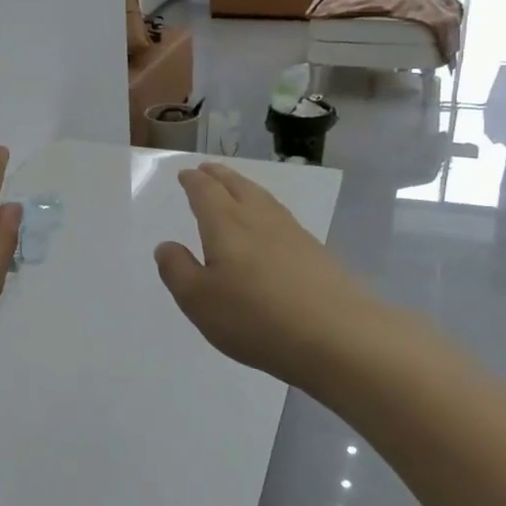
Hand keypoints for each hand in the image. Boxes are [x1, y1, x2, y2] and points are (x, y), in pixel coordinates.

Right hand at [154, 162, 396, 387]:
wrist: (339, 337)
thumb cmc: (256, 318)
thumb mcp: (199, 300)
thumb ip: (177, 270)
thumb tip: (166, 246)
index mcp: (226, 225)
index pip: (206, 192)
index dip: (193, 182)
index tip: (186, 174)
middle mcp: (259, 219)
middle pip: (237, 186)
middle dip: (219, 176)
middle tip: (208, 168)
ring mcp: (292, 234)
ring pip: (263, 199)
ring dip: (245, 187)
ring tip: (236, 187)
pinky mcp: (316, 253)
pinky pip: (282, 217)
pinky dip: (266, 209)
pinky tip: (270, 225)